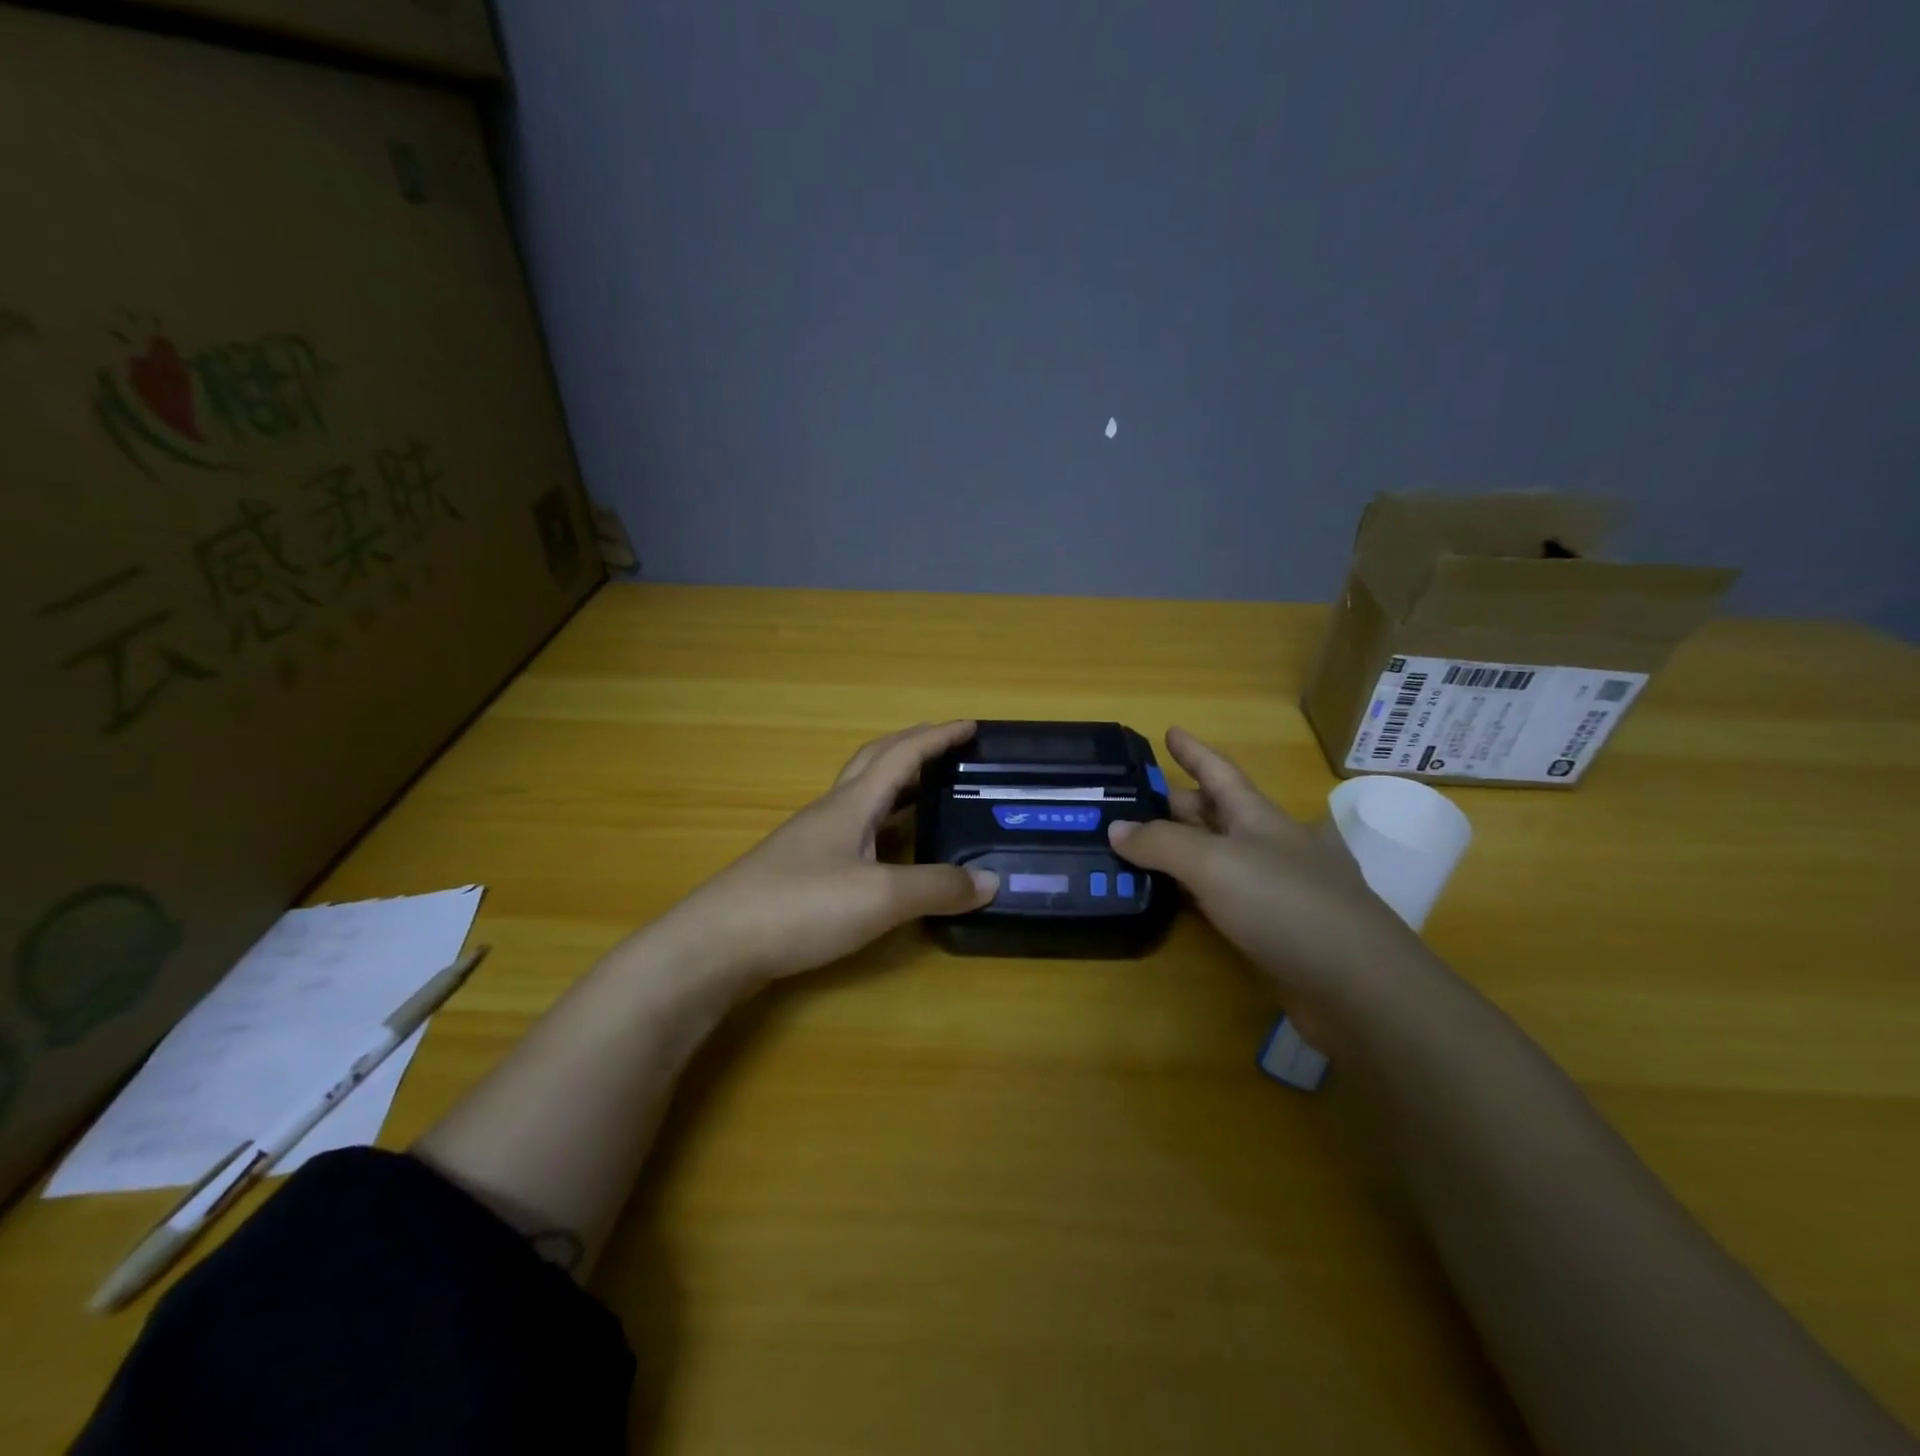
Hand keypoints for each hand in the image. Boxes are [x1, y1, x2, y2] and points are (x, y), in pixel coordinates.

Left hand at [655, 721, 997, 991]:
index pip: (901, 755)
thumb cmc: (800, 906)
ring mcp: (811, 840)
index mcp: (852, 804)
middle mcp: (831, 812)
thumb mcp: (880, 898)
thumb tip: (990, 882)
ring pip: (862, 796)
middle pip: (874, 763)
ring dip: (897, 784)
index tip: (971, 725)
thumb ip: (936, 888)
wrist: (716, 944)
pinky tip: (888, 849)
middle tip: (949, 749)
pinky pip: (853, 829)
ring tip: (930, 793)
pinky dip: (882, 823)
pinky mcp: (800, 870)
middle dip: (914, 748)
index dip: (937, 737)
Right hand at [1108, 728, 1442, 1049]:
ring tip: (1137, 847)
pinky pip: (1221, 897)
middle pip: (1215, 813)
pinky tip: (1171, 898)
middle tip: (1131, 802)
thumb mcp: (1214, 864)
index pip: (1218, 771)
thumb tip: (1116, 828)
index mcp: (1259, 817)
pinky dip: (1192, 891)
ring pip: (1216, 857)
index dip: (1192, 751)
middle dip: (1177, 803)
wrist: (1359, 987)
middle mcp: (1268, 846)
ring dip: (1180, 850)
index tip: (1169, 729)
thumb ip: (1161, 843)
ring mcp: (1275, 888)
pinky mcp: (1274, 930)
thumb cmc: (1285, 905)